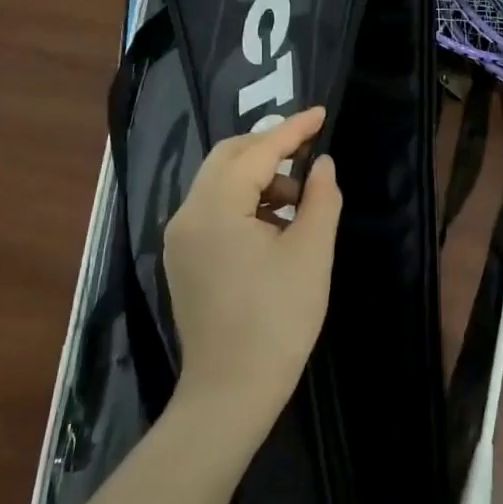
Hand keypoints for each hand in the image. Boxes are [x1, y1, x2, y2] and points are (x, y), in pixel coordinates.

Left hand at [164, 107, 342, 428]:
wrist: (232, 391)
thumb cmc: (278, 319)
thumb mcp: (311, 253)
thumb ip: (321, 198)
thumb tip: (322, 164)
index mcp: (214, 208)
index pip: (255, 151)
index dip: (292, 129)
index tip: (322, 113)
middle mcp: (186, 215)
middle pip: (227, 159)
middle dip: (270, 149)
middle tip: (311, 152)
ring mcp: (180, 240)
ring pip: (219, 185)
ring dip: (260, 179)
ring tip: (302, 202)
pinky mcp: (184, 261)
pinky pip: (214, 212)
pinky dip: (246, 204)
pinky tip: (276, 226)